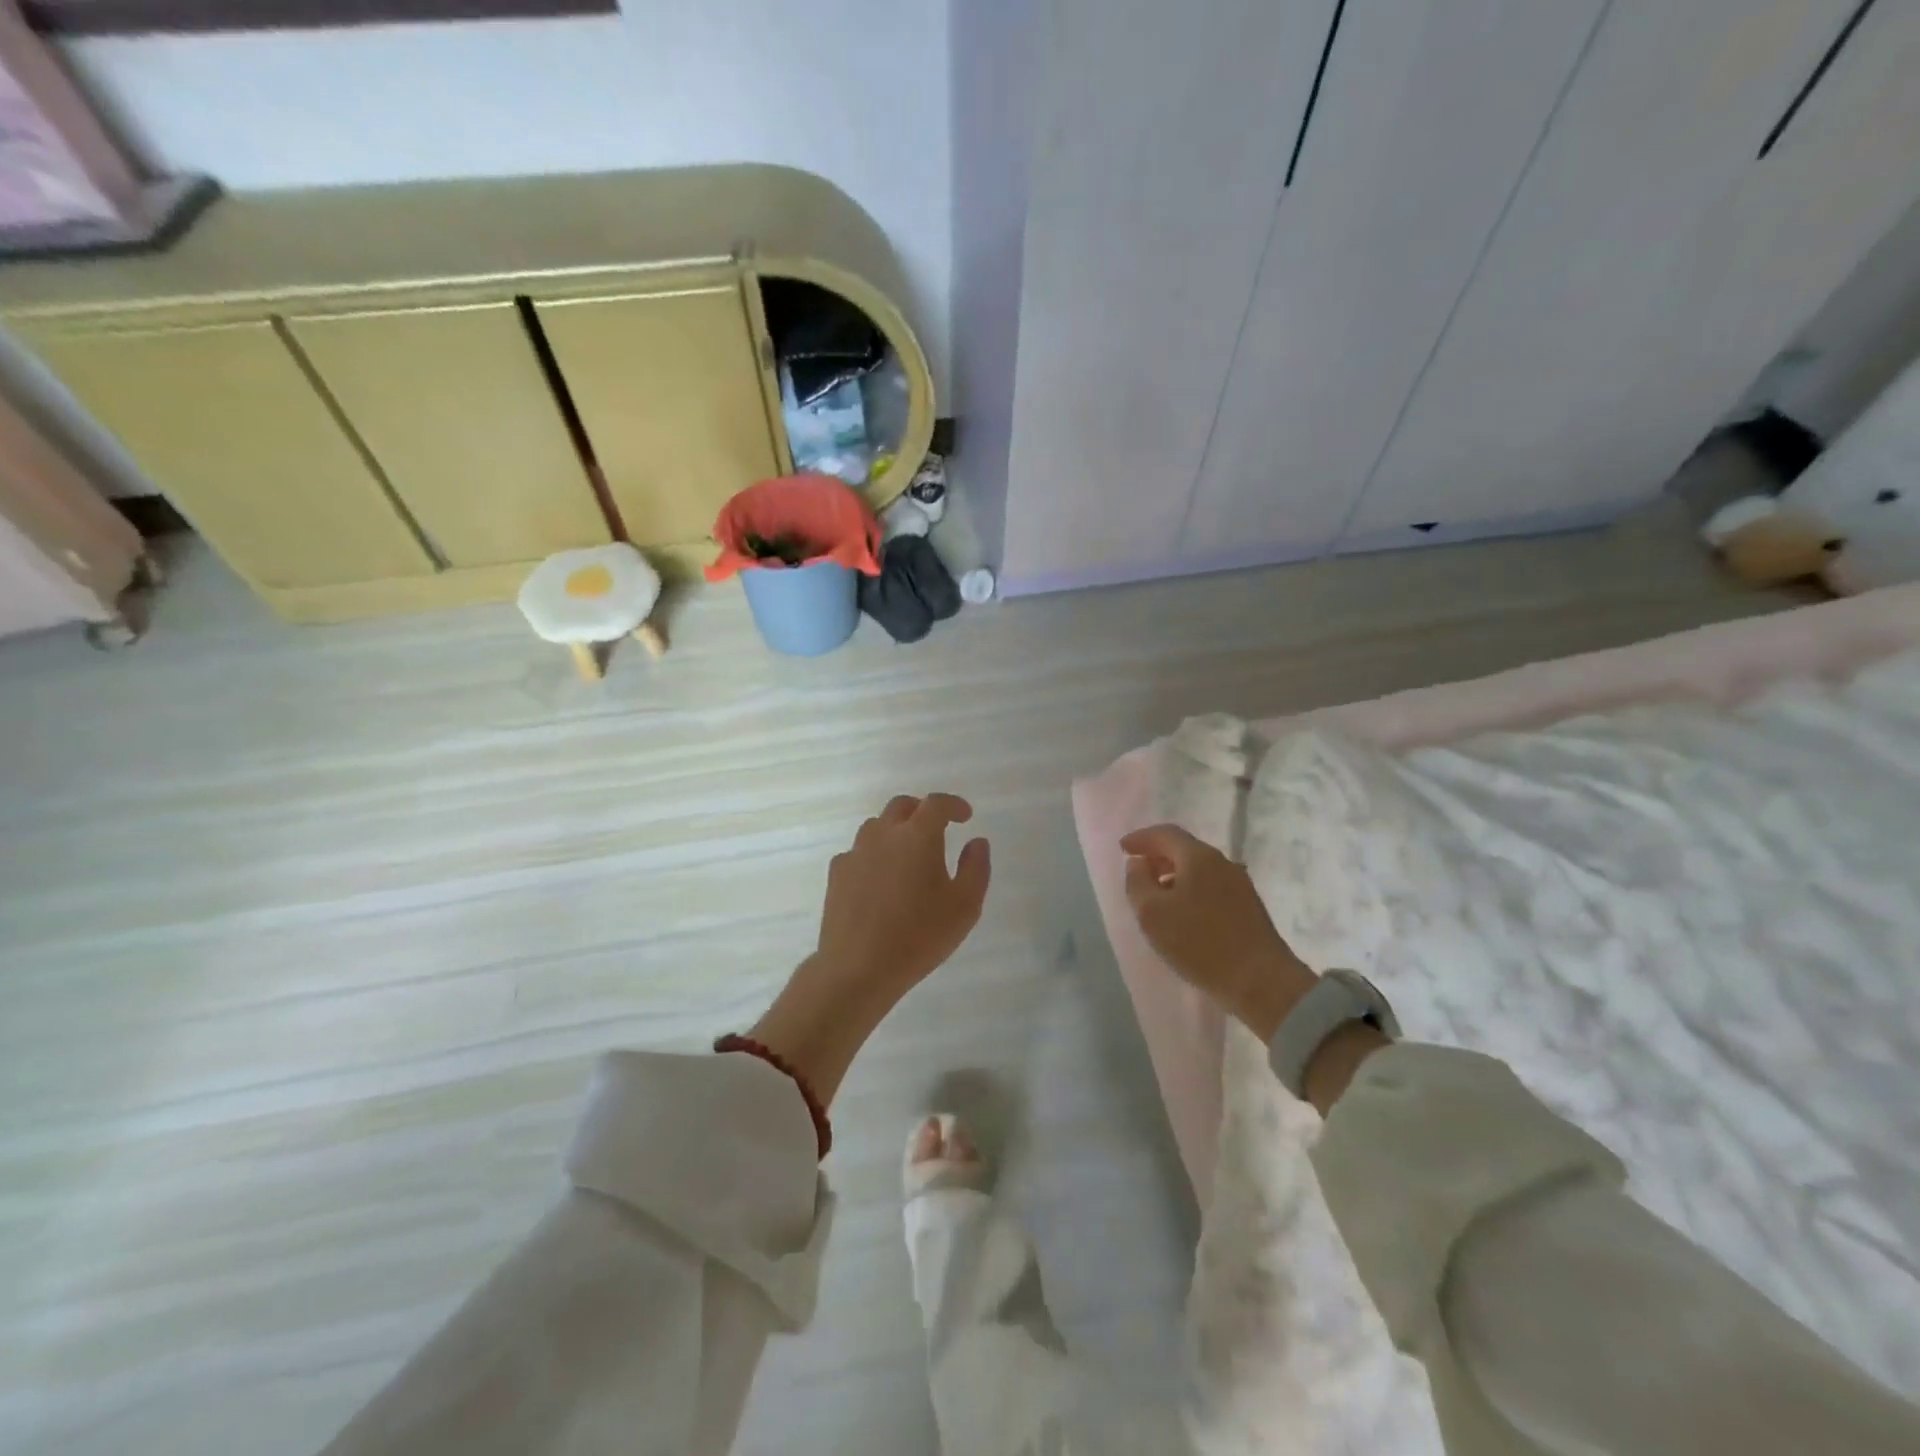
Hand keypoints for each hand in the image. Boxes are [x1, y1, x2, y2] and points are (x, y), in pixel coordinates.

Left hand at [752, 794, 990, 1101]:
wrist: (858, 968)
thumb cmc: (920, 936)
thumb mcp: (965, 906)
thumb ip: (976, 868)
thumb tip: (976, 841)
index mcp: (918, 836)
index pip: (936, 803)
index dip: (953, 804)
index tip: (965, 815)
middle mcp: (884, 834)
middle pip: (902, 806)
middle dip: (922, 810)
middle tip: (937, 829)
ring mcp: (855, 852)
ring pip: (877, 826)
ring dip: (896, 830)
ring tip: (908, 855)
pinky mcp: (837, 874)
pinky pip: (859, 852)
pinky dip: (874, 855)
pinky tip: (880, 880)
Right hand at [1119, 823, 1315, 1041]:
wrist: (1262, 981)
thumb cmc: (1200, 943)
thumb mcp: (1152, 914)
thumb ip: (1137, 882)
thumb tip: (1138, 864)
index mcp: (1199, 857)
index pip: (1165, 834)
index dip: (1141, 838)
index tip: (1122, 849)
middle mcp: (1222, 863)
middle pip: (1184, 849)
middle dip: (1158, 856)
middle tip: (1137, 871)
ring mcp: (1240, 885)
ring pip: (1199, 869)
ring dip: (1174, 875)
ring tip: (1156, 896)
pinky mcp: (1248, 907)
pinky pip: (1211, 887)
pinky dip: (1190, 890)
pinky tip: (1183, 913)